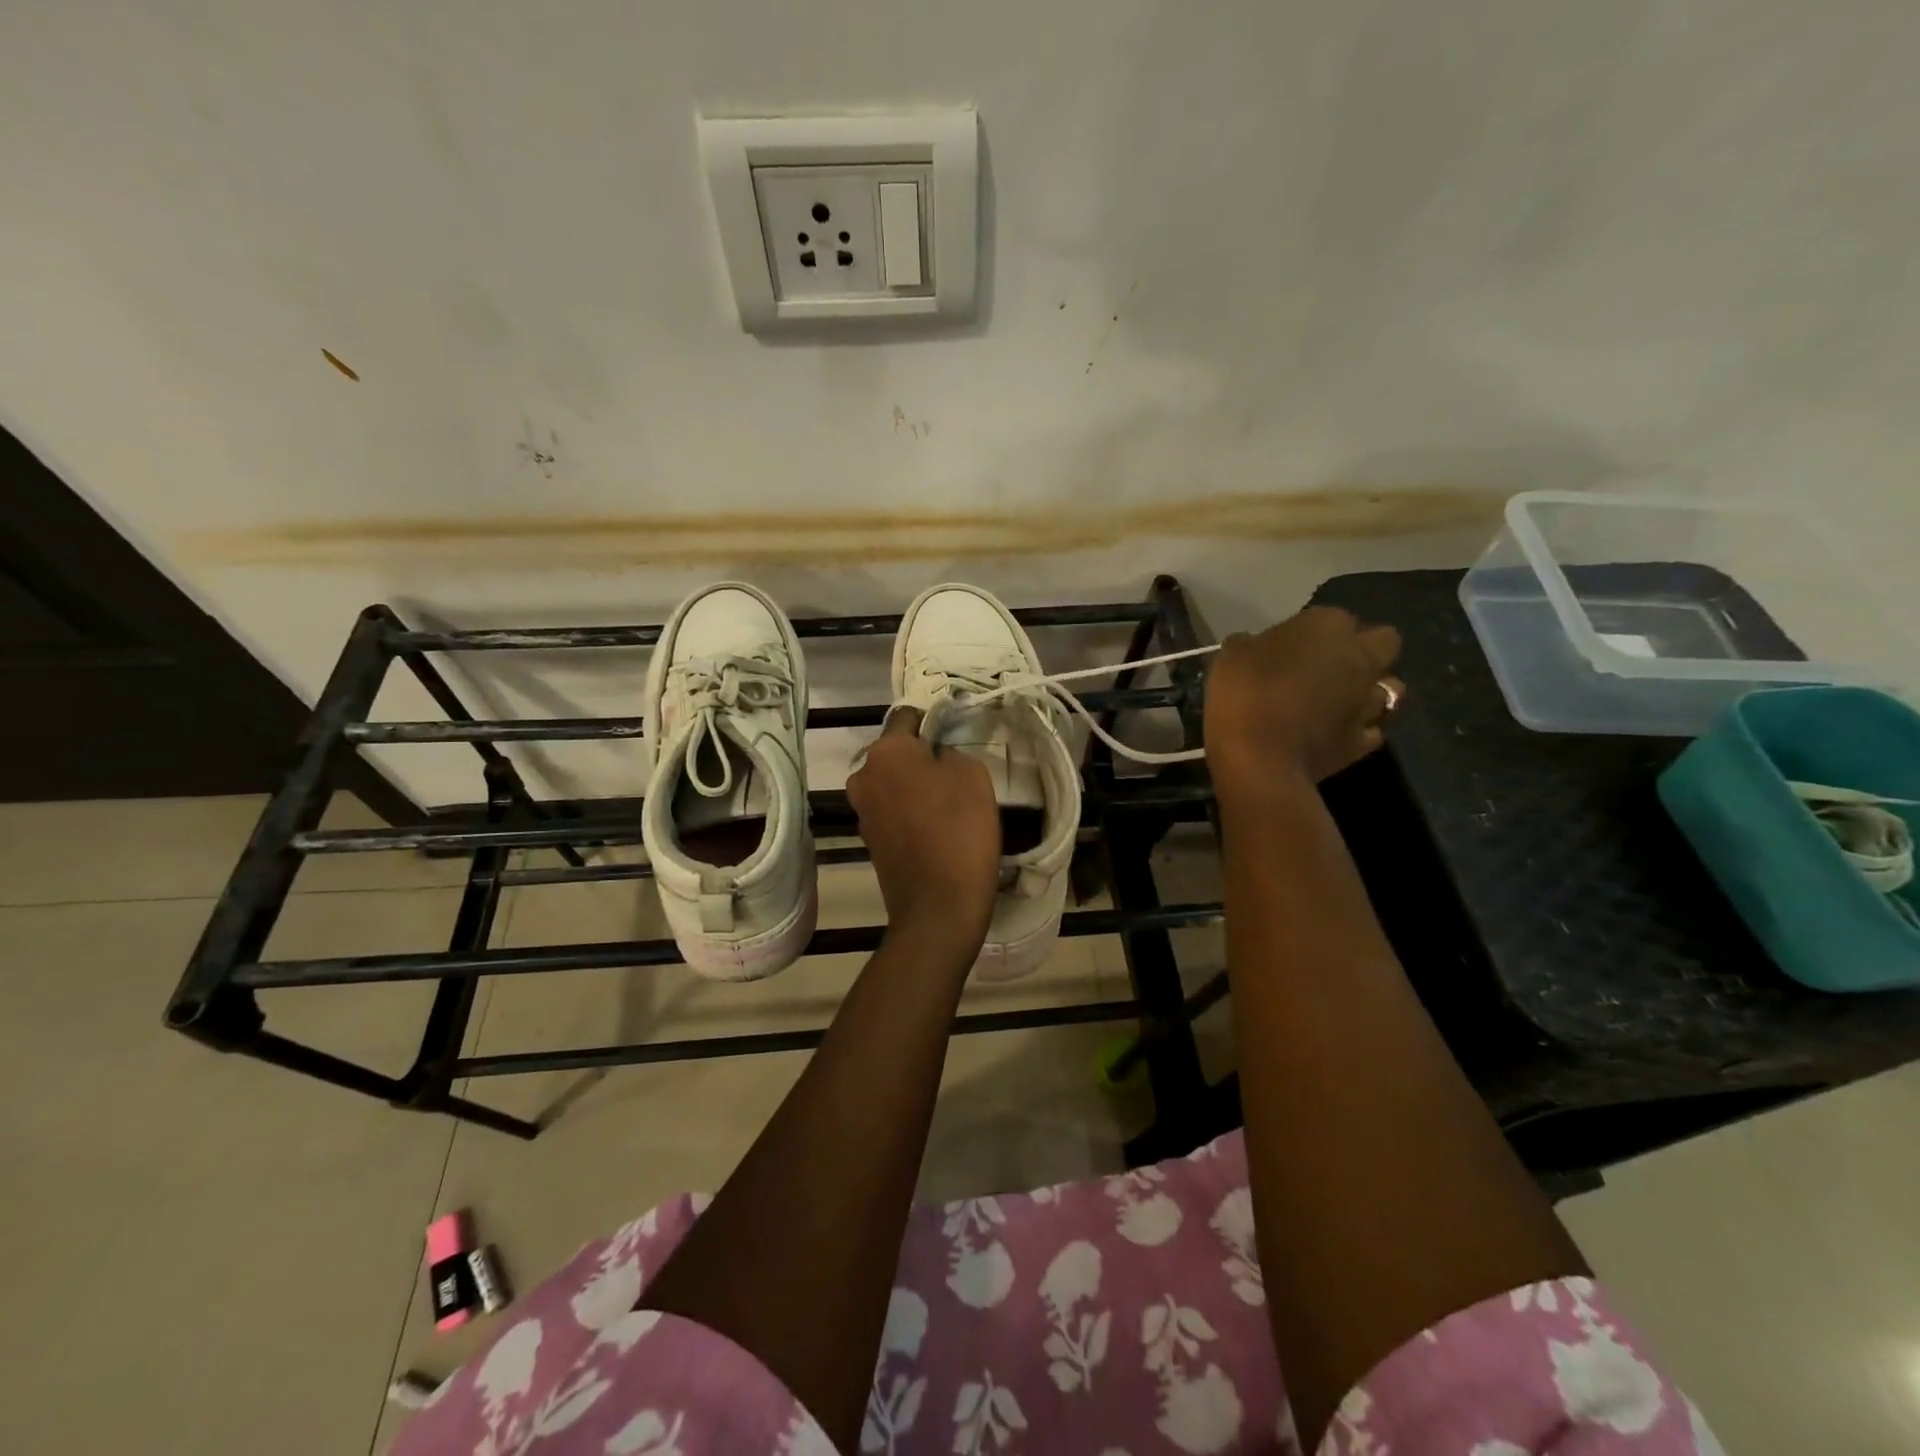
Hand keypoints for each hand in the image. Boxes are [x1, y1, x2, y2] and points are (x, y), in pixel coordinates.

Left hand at [846, 708, 1002, 945]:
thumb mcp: (973, 774)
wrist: (938, 907)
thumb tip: (936, 757)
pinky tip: (937, 827)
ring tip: (950, 803)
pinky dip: (911, 812)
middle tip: (957, 773)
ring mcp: (862, 810)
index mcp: (886, 751)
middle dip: (922, 757)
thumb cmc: (960, 830)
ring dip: (917, 786)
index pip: (908, 717)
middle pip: (898, 753)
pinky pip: (893, 810)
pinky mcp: (869, 839)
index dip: (933, 721)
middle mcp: (864, 775)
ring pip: (895, 782)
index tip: (955, 733)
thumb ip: (950, 752)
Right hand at [1204, 606, 1402, 792]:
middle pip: (1384, 640)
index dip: (1309, 632)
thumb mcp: (1231, 657)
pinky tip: (1336, 733)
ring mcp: (1369, 700)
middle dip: (1363, 649)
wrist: (1259, 760)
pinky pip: (1374, 728)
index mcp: (1327, 626)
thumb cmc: (1244, 695)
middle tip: (1328, 665)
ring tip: (1339, 701)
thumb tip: (1254, 646)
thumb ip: (1250, 645)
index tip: (1284, 648)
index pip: (1329, 616)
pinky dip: (1360, 728)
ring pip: (1391, 686)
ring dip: (1369, 689)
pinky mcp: (1365, 740)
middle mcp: (1360, 656)